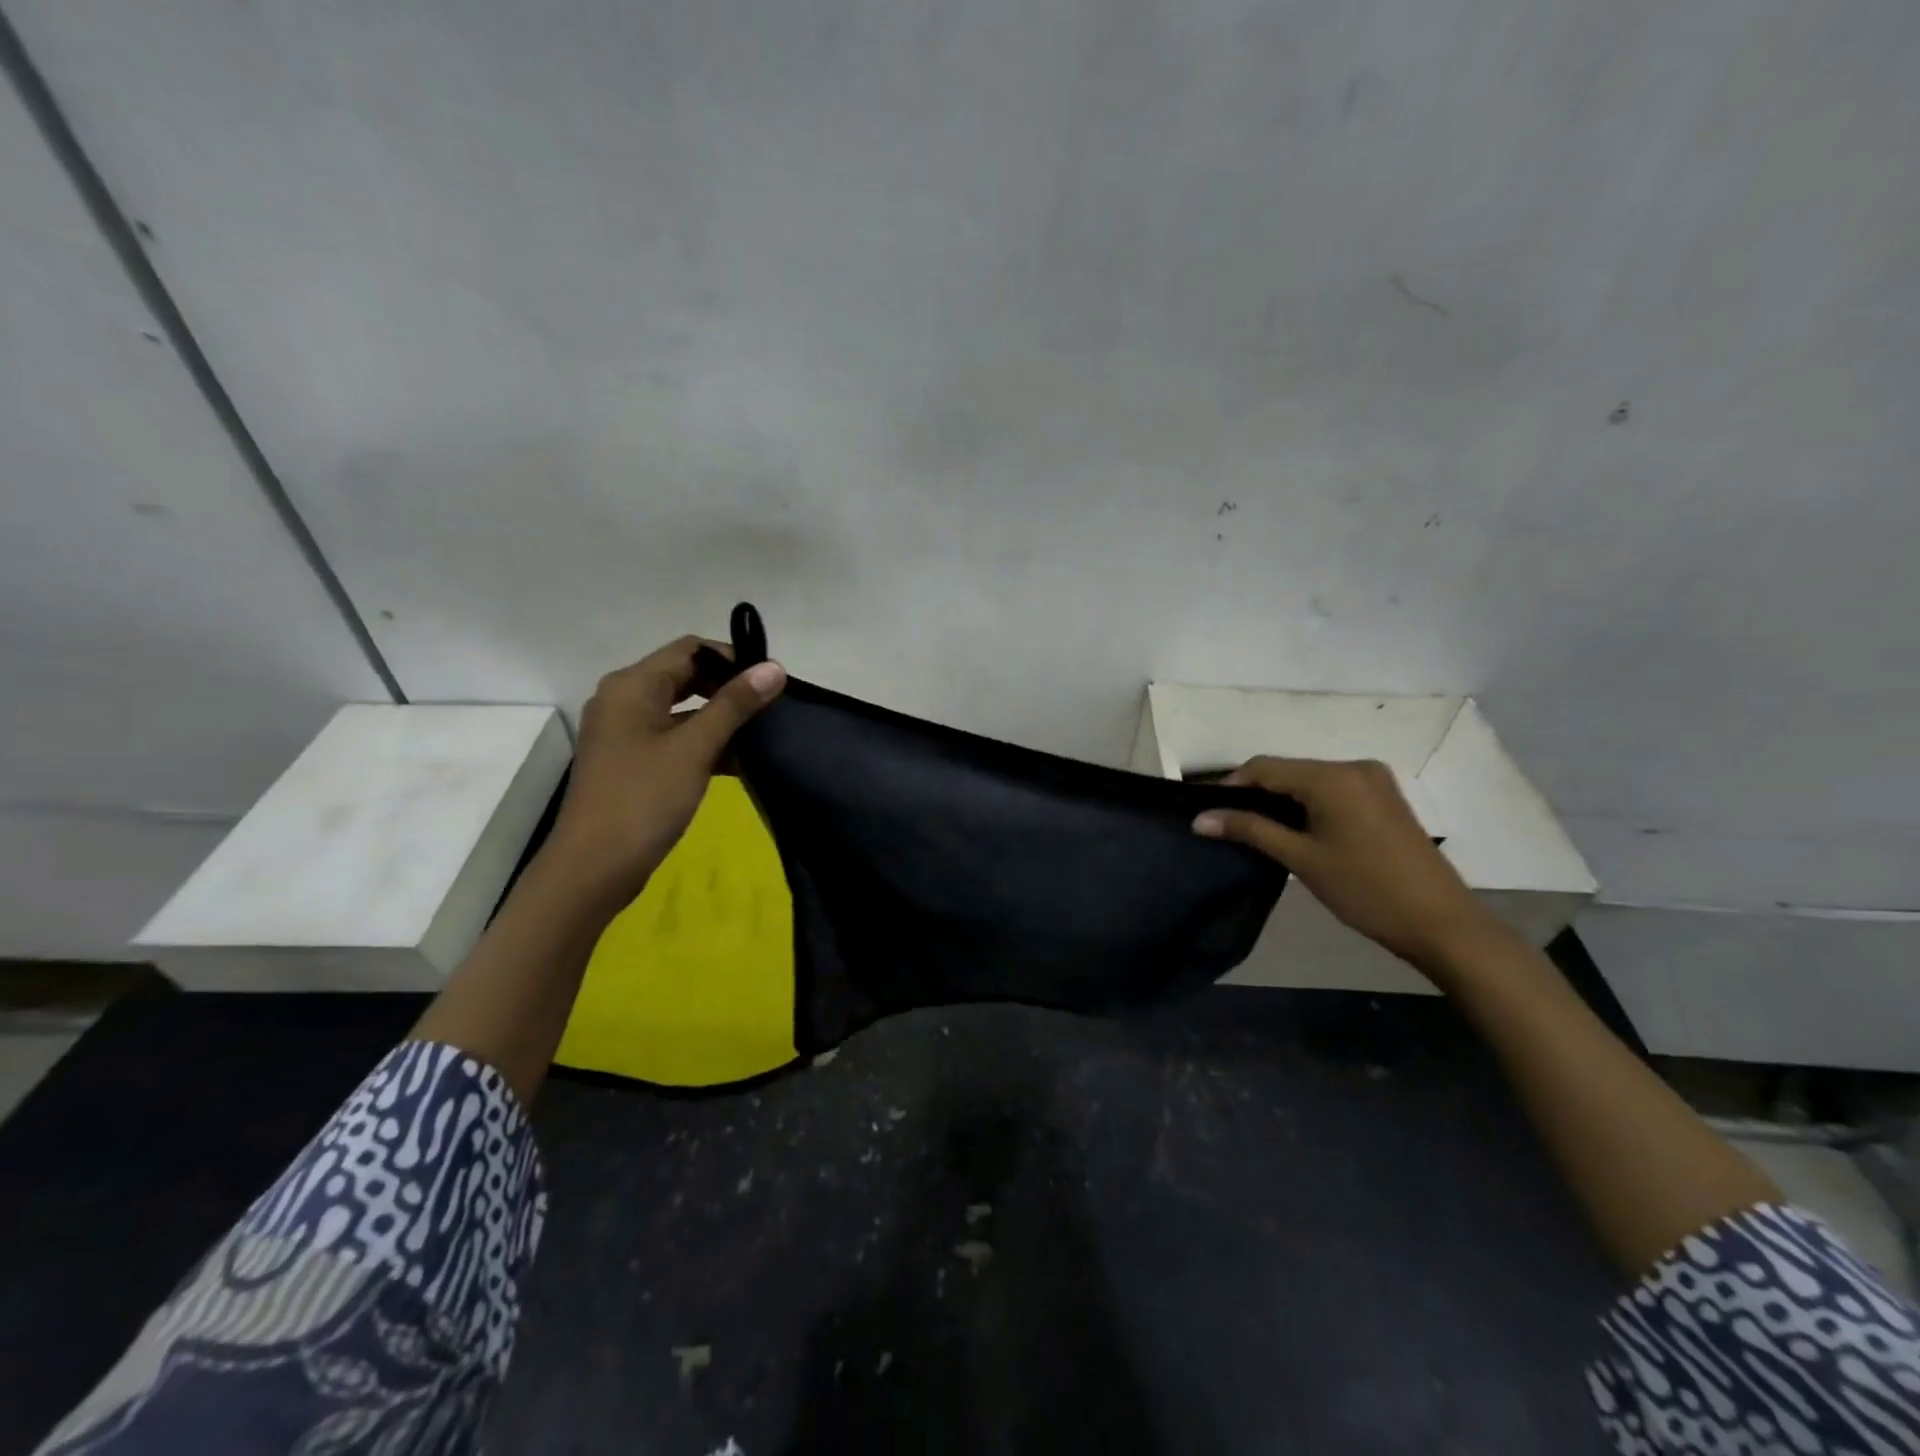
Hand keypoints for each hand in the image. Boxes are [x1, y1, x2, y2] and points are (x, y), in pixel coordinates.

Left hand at [546, 636, 785, 909]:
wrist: (594, 868)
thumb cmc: (643, 799)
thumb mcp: (694, 748)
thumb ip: (735, 705)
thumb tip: (774, 668)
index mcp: (632, 686)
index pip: (690, 650)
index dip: (733, 658)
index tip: (771, 681)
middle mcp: (624, 700)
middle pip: (685, 676)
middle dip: (729, 688)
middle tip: (772, 706)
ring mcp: (626, 733)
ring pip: (682, 710)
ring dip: (721, 718)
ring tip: (764, 732)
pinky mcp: (633, 762)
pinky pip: (675, 738)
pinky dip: (705, 743)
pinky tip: (740, 761)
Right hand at [1192, 757, 1507, 978]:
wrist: (1442, 924)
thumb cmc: (1365, 890)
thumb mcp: (1301, 859)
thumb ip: (1249, 830)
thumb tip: (1199, 819)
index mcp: (1333, 776)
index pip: (1264, 767)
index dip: (1230, 785)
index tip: (1205, 810)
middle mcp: (1354, 766)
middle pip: (1288, 770)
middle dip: (1255, 793)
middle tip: (1225, 823)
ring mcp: (1374, 781)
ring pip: (1310, 780)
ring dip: (1281, 799)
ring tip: (1254, 829)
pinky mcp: (1385, 798)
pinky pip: (1332, 790)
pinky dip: (1308, 804)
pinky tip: (1294, 829)